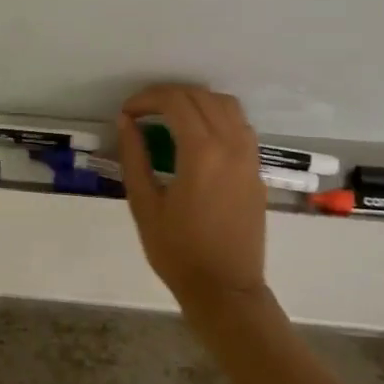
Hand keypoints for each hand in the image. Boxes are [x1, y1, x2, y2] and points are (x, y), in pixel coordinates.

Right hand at [117, 84, 271, 320]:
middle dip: (168, 95)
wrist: (225, 289)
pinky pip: (240, 125)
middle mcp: (231, 145)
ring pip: (226, 105)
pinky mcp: (256, 169)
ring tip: (169, 115)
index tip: (127, 112)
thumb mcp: (144, 205)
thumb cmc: (178, 251)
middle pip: (201, 96)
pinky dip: (216, 115)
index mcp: (202, 153)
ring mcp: (249, 156)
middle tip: (141, 111)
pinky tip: (197, 133)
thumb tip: (127, 122)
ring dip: (196, 101)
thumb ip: (134, 157)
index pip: (176, 102)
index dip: (147, 99)